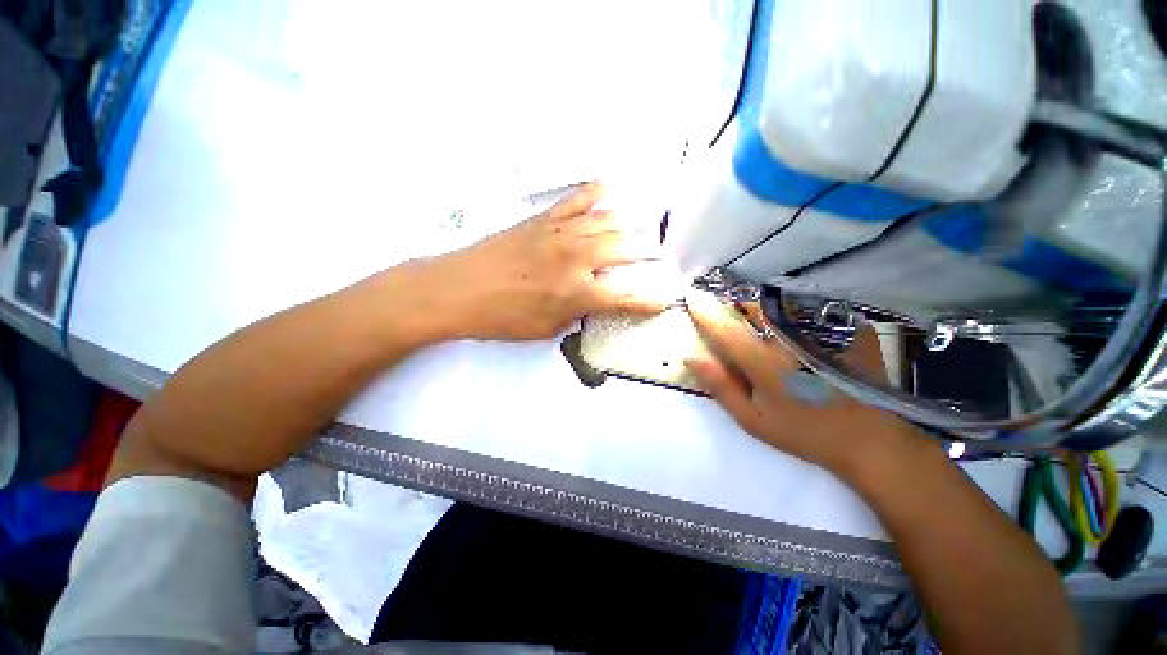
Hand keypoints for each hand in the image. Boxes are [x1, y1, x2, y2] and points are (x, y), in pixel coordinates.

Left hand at [423, 182, 674, 340]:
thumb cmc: (501, 317)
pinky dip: (595, 193)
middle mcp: (577, 257)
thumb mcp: (546, 328)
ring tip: (634, 234)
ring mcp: (561, 232)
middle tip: (654, 259)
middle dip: (646, 255)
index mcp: (578, 291)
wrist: (458, 289)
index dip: (649, 301)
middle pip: (625, 248)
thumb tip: (590, 300)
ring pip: (608, 221)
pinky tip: (606, 191)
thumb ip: (576, 313)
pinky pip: (576, 200)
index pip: (627, 297)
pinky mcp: (544, 219)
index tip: (663, 301)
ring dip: (627, 228)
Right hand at [683, 291, 922, 474]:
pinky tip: (798, 334)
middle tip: (733, 319)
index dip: (705, 312)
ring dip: (763, 310)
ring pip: (780, 306)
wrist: (869, 440)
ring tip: (763, 326)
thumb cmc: (804, 433)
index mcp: (765, 363)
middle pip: (754, 308)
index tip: (692, 297)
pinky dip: (793, 316)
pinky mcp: (845, 329)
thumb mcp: (752, 419)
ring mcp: (821, 332)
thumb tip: (691, 358)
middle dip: (737, 308)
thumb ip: (720, 387)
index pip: (725, 329)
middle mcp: (791, 340)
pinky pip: (808, 311)